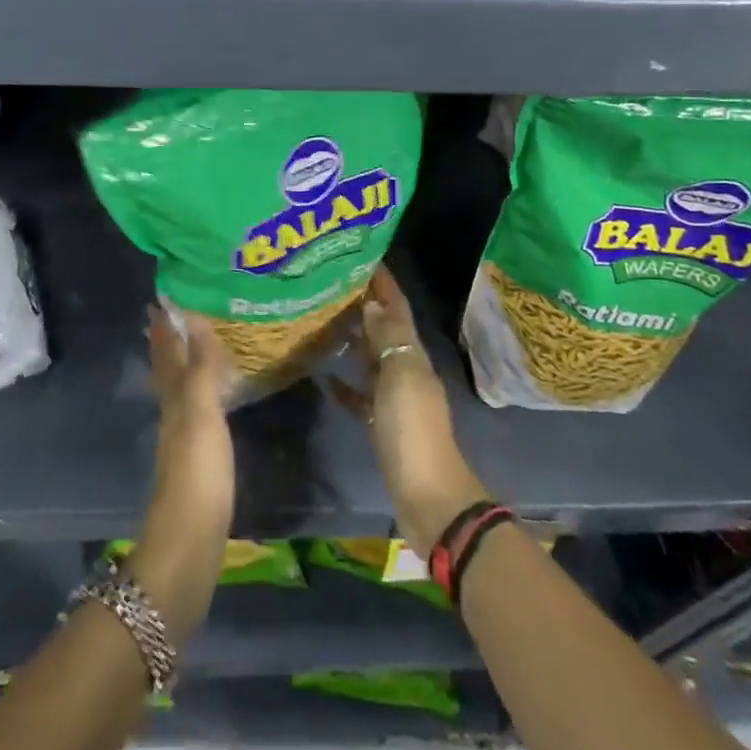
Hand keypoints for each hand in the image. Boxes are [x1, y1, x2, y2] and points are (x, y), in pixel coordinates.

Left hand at [131, 307, 236, 637]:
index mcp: (173, 399)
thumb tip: (193, 316)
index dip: (164, 328)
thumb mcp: (200, 413)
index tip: (161, 299)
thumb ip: (199, 367)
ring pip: (180, 390)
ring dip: (183, 366)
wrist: (190, 542)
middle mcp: (173, 414)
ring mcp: (183, 440)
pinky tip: (210, 400)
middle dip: (169, 342)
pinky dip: (200, 394)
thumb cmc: (197, 472)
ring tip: (194, 346)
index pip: (166, 354)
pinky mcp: (198, 461)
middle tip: (174, 315)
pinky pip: (196, 412)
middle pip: (168, 371)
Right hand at [333, 266, 489, 553]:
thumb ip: (388, 339)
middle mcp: (407, 370)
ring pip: (372, 360)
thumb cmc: (413, 430)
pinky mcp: (383, 425)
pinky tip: (324, 378)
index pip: (398, 309)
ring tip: (324, 320)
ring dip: (354, 340)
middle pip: (385, 330)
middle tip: (332, 284)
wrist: (427, 494)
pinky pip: (362, 396)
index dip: (384, 283)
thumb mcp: (402, 377)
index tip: (363, 255)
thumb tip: (373, 302)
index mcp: (414, 355)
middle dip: (365, 305)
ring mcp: (395, 399)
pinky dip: (346, 385)